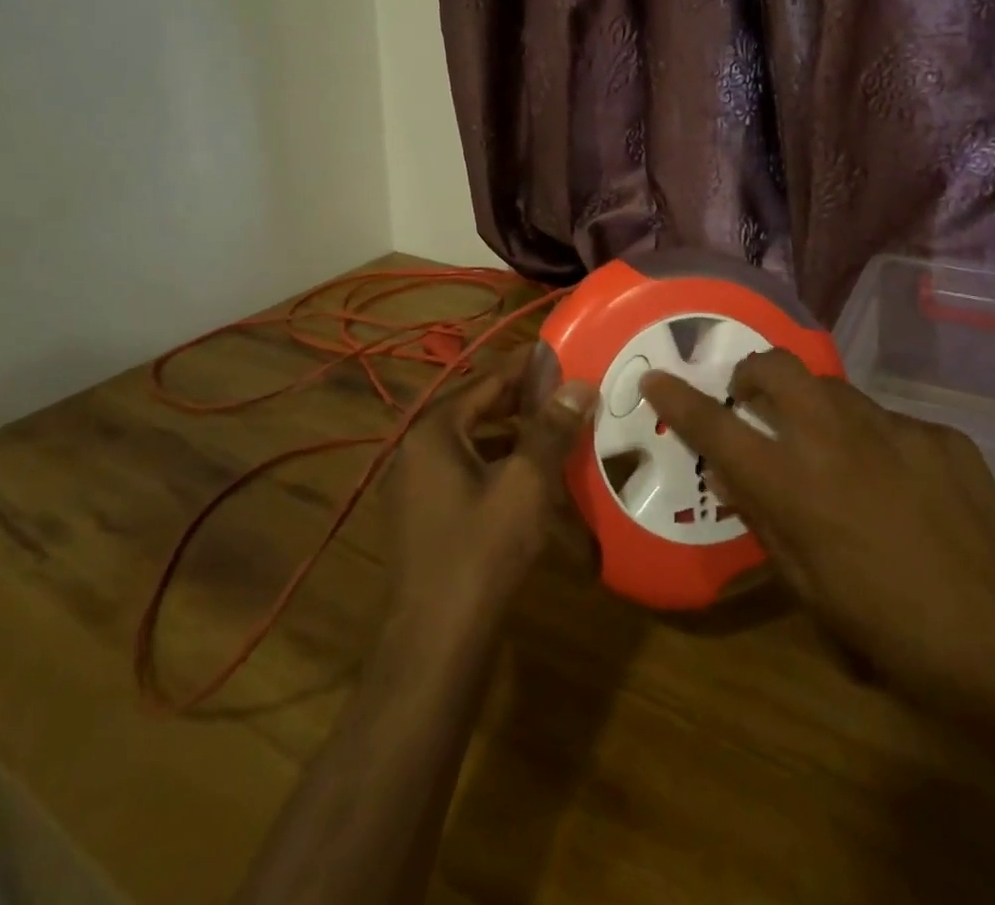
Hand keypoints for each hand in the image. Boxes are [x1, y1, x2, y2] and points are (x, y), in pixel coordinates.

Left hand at [386, 359, 597, 645]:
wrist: (436, 641)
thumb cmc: (482, 551)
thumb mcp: (526, 484)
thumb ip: (551, 430)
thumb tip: (579, 385)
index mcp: (434, 430)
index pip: (486, 380)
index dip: (525, 366)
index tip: (559, 352)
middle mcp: (416, 448)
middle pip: (475, 409)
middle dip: (520, 401)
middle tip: (564, 390)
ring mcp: (415, 484)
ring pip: (470, 443)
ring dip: (510, 434)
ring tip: (553, 430)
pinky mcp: (423, 515)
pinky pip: (463, 472)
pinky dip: (496, 465)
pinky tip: (528, 478)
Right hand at [640, 350, 994, 727]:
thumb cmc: (892, 635)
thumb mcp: (809, 591)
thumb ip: (767, 523)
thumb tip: (737, 480)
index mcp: (794, 484)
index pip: (717, 425)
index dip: (679, 399)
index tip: (658, 379)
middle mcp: (836, 439)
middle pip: (776, 367)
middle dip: (751, 370)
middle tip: (750, 396)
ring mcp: (894, 429)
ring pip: (833, 388)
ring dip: (814, 406)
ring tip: (830, 448)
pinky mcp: (940, 435)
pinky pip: (890, 422)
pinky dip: (875, 441)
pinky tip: (900, 485)